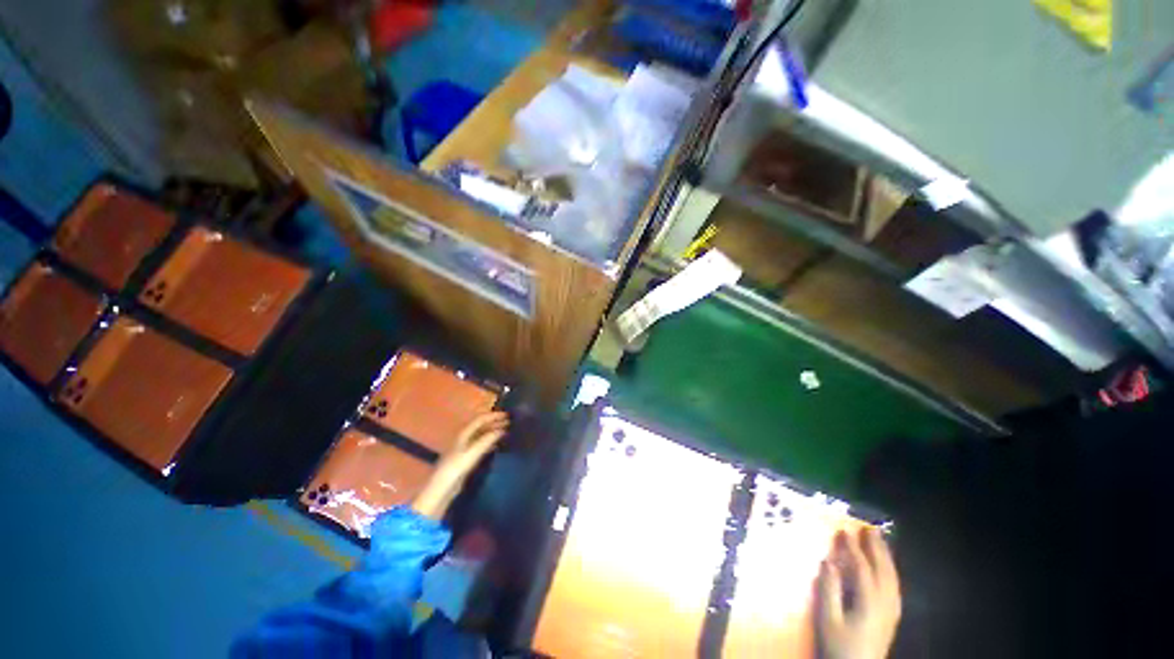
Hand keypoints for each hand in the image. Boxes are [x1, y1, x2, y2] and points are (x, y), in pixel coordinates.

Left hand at [411, 412, 509, 519]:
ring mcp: (464, 448)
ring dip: (493, 432)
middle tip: (510, 423)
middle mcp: (463, 438)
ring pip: (481, 435)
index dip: (493, 416)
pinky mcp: (466, 459)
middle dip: (494, 422)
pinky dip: (490, 442)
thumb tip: (501, 430)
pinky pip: (481, 445)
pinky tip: (497, 446)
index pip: (480, 419)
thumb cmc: (454, 470)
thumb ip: (486, 441)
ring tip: (506, 432)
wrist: (440, 490)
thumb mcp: (472, 454)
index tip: (508, 416)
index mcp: (463, 434)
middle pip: (481, 426)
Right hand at [816, 527, 901, 658]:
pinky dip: (891, 573)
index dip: (853, 548)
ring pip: (893, 579)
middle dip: (877, 549)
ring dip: (886, 558)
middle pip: (884, 571)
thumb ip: (829, 590)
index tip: (844, 530)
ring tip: (880, 542)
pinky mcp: (892, 618)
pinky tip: (887, 569)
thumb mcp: (828, 619)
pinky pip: (894, 588)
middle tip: (870, 529)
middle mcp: (885, 604)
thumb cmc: (839, 646)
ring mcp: (892, 612)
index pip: (862, 568)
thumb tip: (829, 561)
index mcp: (870, 603)